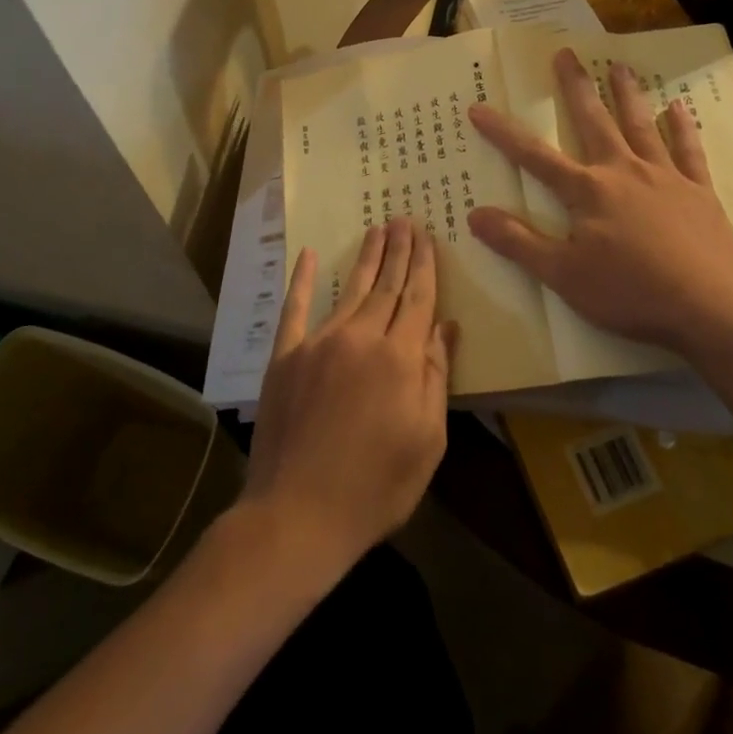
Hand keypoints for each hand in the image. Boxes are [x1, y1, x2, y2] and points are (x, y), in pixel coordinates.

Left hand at [237, 219, 455, 581]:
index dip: (424, 266)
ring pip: (349, 290)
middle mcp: (360, 338)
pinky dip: (301, 280)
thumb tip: (446, 327)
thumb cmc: (376, 487)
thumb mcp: (426, 441)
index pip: (417, 299)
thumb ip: (436, 377)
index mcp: (399, 358)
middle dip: (398, 251)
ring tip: (376, 230)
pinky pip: (295, 309)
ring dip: (365, 258)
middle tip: (404, 220)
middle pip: (386, 286)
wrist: (298, 514)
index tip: (427, 236)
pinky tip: (307, 254)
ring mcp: (319, 343)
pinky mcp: (286, 356)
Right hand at [467, 47, 732, 356]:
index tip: (479, 108)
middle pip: (594, 121)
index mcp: (587, 191)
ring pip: (641, 125)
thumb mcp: (563, 275)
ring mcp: (665, 177)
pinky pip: (689, 152)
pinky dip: (682, 129)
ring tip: (619, 66)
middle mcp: (623, 171)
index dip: (503, 133)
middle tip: (566, 53)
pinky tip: (678, 109)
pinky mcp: (699, 192)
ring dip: (628, 94)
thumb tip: (474, 214)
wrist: (710, 308)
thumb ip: (519, 242)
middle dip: (576, 87)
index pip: (534, 156)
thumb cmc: (630, 292)